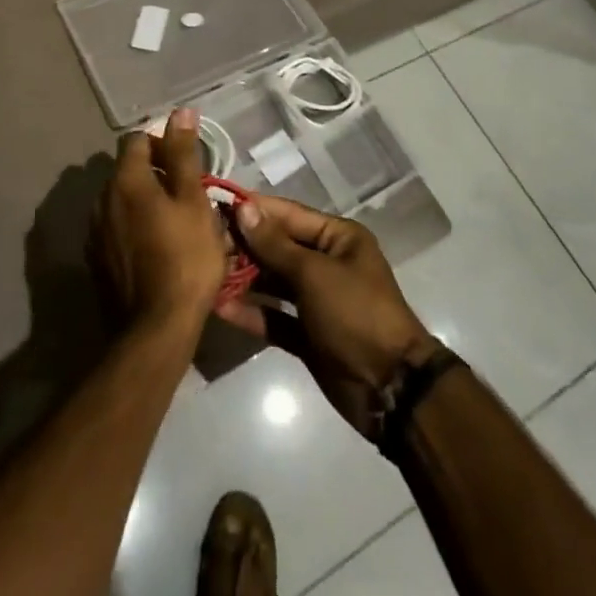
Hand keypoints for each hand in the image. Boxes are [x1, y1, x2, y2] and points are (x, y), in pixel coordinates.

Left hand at [94, 108, 229, 332]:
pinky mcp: (95, 261)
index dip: (162, 144)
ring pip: (121, 201)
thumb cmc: (184, 259)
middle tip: (186, 196)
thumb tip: (180, 112)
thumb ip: (183, 155)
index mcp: (126, 180)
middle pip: (127, 170)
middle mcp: (102, 199)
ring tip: (173, 224)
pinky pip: (115, 229)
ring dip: (142, 202)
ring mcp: (94, 232)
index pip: (137, 140)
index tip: (186, 166)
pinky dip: (132, 228)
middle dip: (154, 174)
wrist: (155, 330)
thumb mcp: (193, 202)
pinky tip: (155, 249)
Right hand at [220, 195, 440, 439]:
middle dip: (244, 246)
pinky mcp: (307, 335)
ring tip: (206, 275)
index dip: (254, 210)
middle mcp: (326, 263)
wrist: (391, 390)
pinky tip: (221, 309)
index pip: (288, 214)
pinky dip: (252, 313)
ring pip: (273, 282)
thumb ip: (275, 244)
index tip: (216, 206)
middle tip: (204, 245)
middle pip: (277, 247)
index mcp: (337, 238)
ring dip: (243, 279)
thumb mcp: (314, 274)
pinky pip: (274, 317)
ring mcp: (316, 301)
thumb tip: (244, 209)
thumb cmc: (355, 314)